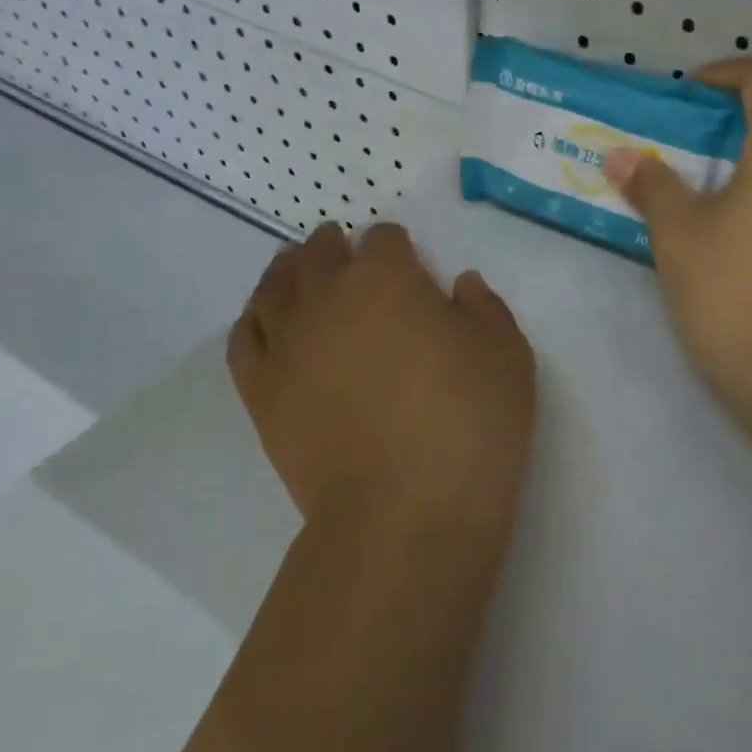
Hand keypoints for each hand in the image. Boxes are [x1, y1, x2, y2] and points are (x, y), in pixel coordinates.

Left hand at [227, 223, 536, 543]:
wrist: (405, 512)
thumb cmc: (470, 423)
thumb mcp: (507, 354)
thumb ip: (484, 307)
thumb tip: (460, 284)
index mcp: (385, 277)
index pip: (383, 239)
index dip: (398, 246)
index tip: (410, 262)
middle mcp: (326, 296)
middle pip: (319, 252)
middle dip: (335, 246)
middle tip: (346, 252)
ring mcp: (286, 344)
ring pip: (274, 286)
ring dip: (289, 269)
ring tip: (298, 268)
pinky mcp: (261, 391)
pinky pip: (244, 337)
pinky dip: (254, 317)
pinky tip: (264, 318)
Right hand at [603, 58, 751, 442]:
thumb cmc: (731, 290)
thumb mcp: (678, 232)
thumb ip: (650, 184)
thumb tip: (619, 157)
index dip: (723, 74)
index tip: (683, 96)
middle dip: (730, 108)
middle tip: (681, 130)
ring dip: (744, 145)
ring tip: (694, 169)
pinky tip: (722, 209)